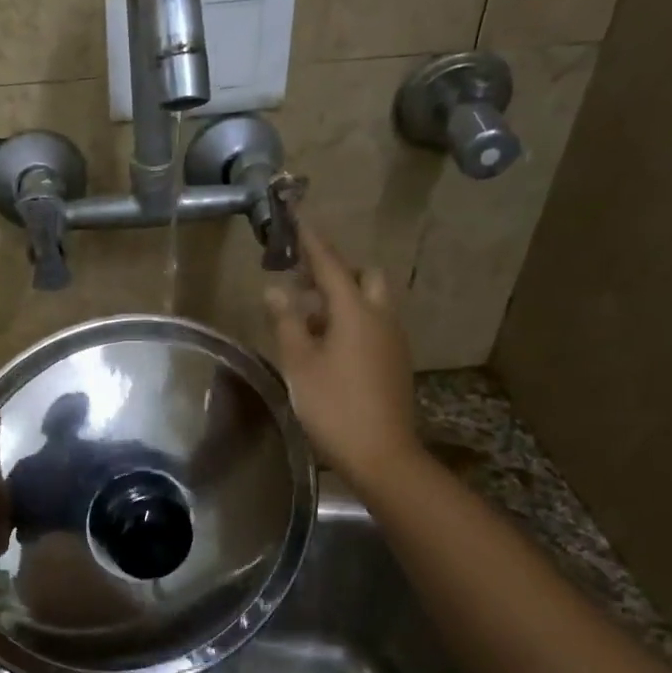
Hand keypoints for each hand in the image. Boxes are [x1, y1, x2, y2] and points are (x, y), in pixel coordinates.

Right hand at [264, 223, 425, 490]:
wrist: (382, 454)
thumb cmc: (333, 406)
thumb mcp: (299, 363)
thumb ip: (287, 322)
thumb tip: (276, 290)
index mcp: (355, 312)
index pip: (331, 264)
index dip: (312, 241)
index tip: (299, 218)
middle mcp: (381, 317)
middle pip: (364, 276)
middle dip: (337, 271)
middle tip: (304, 283)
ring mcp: (393, 340)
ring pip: (371, 301)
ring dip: (343, 298)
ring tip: (308, 317)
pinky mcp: (395, 361)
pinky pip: (374, 324)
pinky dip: (352, 320)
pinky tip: (328, 345)